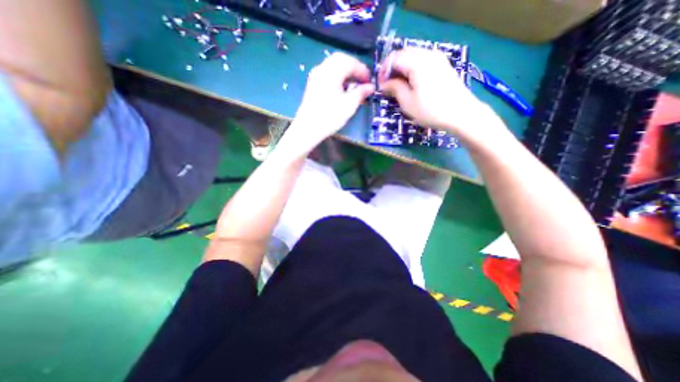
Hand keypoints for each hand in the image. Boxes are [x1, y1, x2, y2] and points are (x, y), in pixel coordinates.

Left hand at [283, 52, 374, 154]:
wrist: (308, 128)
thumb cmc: (330, 117)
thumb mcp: (349, 105)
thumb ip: (361, 93)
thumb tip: (370, 87)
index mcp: (332, 71)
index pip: (350, 62)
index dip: (362, 70)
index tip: (370, 81)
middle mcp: (322, 69)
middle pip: (341, 60)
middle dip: (354, 68)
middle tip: (362, 80)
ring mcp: (315, 76)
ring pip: (333, 66)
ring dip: (345, 72)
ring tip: (353, 85)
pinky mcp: (312, 84)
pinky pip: (327, 73)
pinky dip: (337, 77)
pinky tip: (341, 88)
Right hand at [381, 48, 500, 143]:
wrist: (461, 114)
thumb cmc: (431, 110)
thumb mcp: (407, 102)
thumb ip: (394, 88)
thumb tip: (384, 83)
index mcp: (417, 63)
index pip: (394, 58)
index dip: (384, 70)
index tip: (380, 85)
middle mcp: (428, 54)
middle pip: (404, 53)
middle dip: (393, 67)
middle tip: (388, 84)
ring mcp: (438, 58)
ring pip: (414, 56)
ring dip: (403, 67)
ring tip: (399, 84)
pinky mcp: (444, 65)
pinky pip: (424, 60)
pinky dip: (413, 68)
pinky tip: (413, 82)